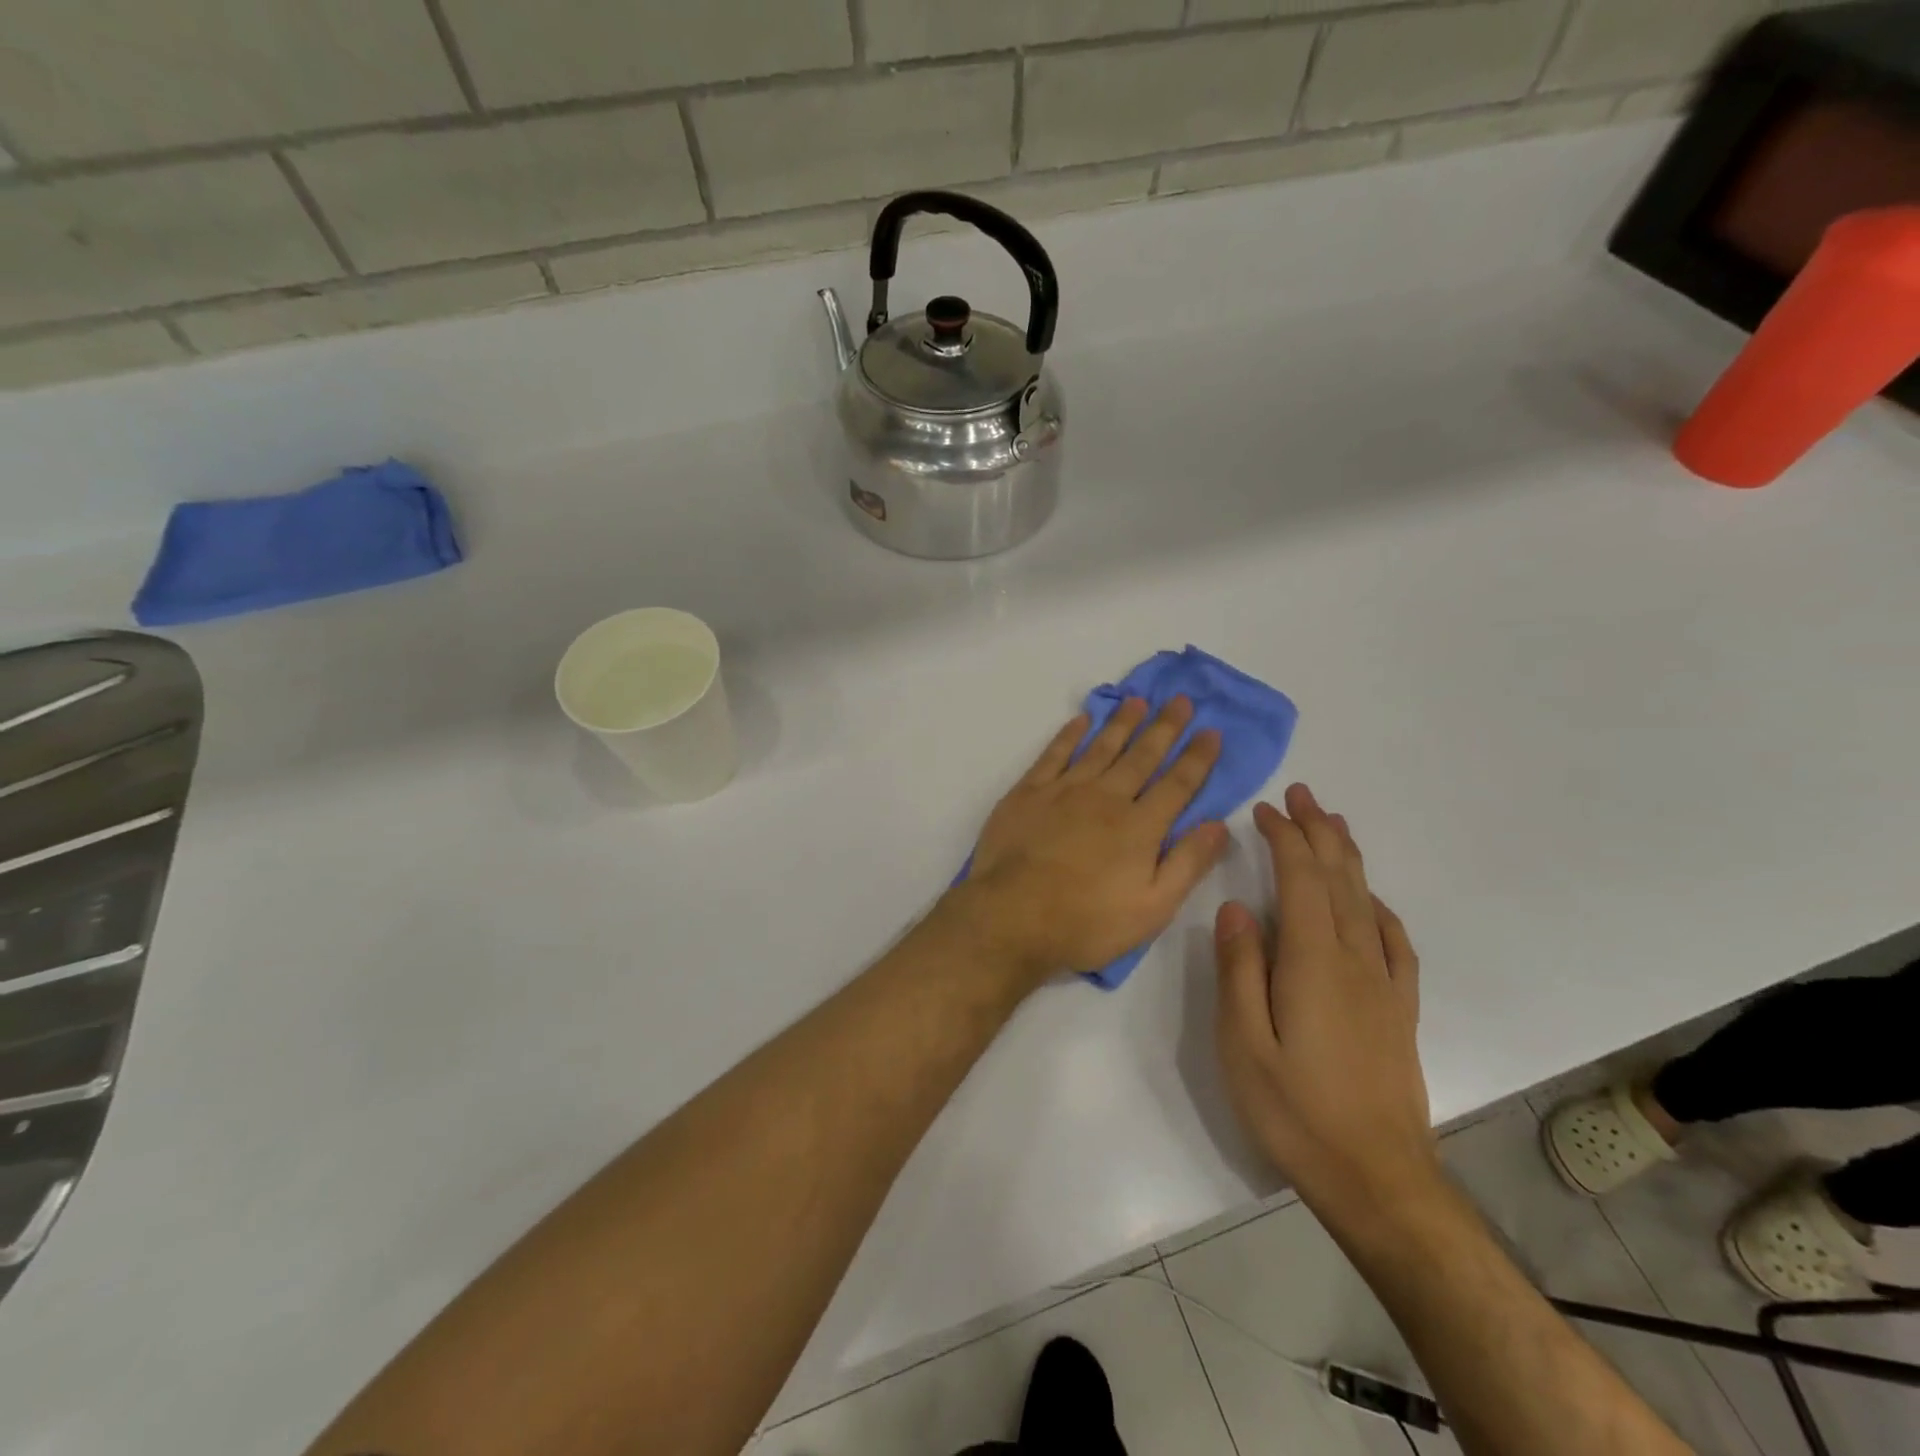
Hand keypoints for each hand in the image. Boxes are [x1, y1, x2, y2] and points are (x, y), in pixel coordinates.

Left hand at [953, 697, 1227, 983]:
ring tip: (1138, 700)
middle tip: (1181, 700)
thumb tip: (1218, 824)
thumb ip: (1187, 863)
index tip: (1212, 730)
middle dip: (1165, 727)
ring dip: (1122, 722)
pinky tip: (1081, 720)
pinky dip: (1069, 734)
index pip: (1178, 784)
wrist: (1011, 917)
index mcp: (1140, 827)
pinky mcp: (1029, 792)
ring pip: (1101, 747)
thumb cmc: (1085, 922)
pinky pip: (1054, 754)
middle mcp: (1106, 798)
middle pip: (1142, 756)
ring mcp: (1064, 791)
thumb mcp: (1152, 908)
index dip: (1197, 757)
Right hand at [1214, 784, 1437, 1215]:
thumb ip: (1239, 970)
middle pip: (1338, 879)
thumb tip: (1235, 907)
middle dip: (1318, 831)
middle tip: (1302, 794)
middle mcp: (1355, 960)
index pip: (1300, 880)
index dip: (1284, 838)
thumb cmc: (1295, 1112)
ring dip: (1347, 858)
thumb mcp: (1244, 1044)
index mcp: (1314, 962)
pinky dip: (1380, 907)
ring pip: (1367, 902)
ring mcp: (1384, 984)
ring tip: (1333, 824)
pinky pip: (1395, 942)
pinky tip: (1372, 901)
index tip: (1265, 808)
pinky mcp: (1399, 1009)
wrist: (1378, 1179)